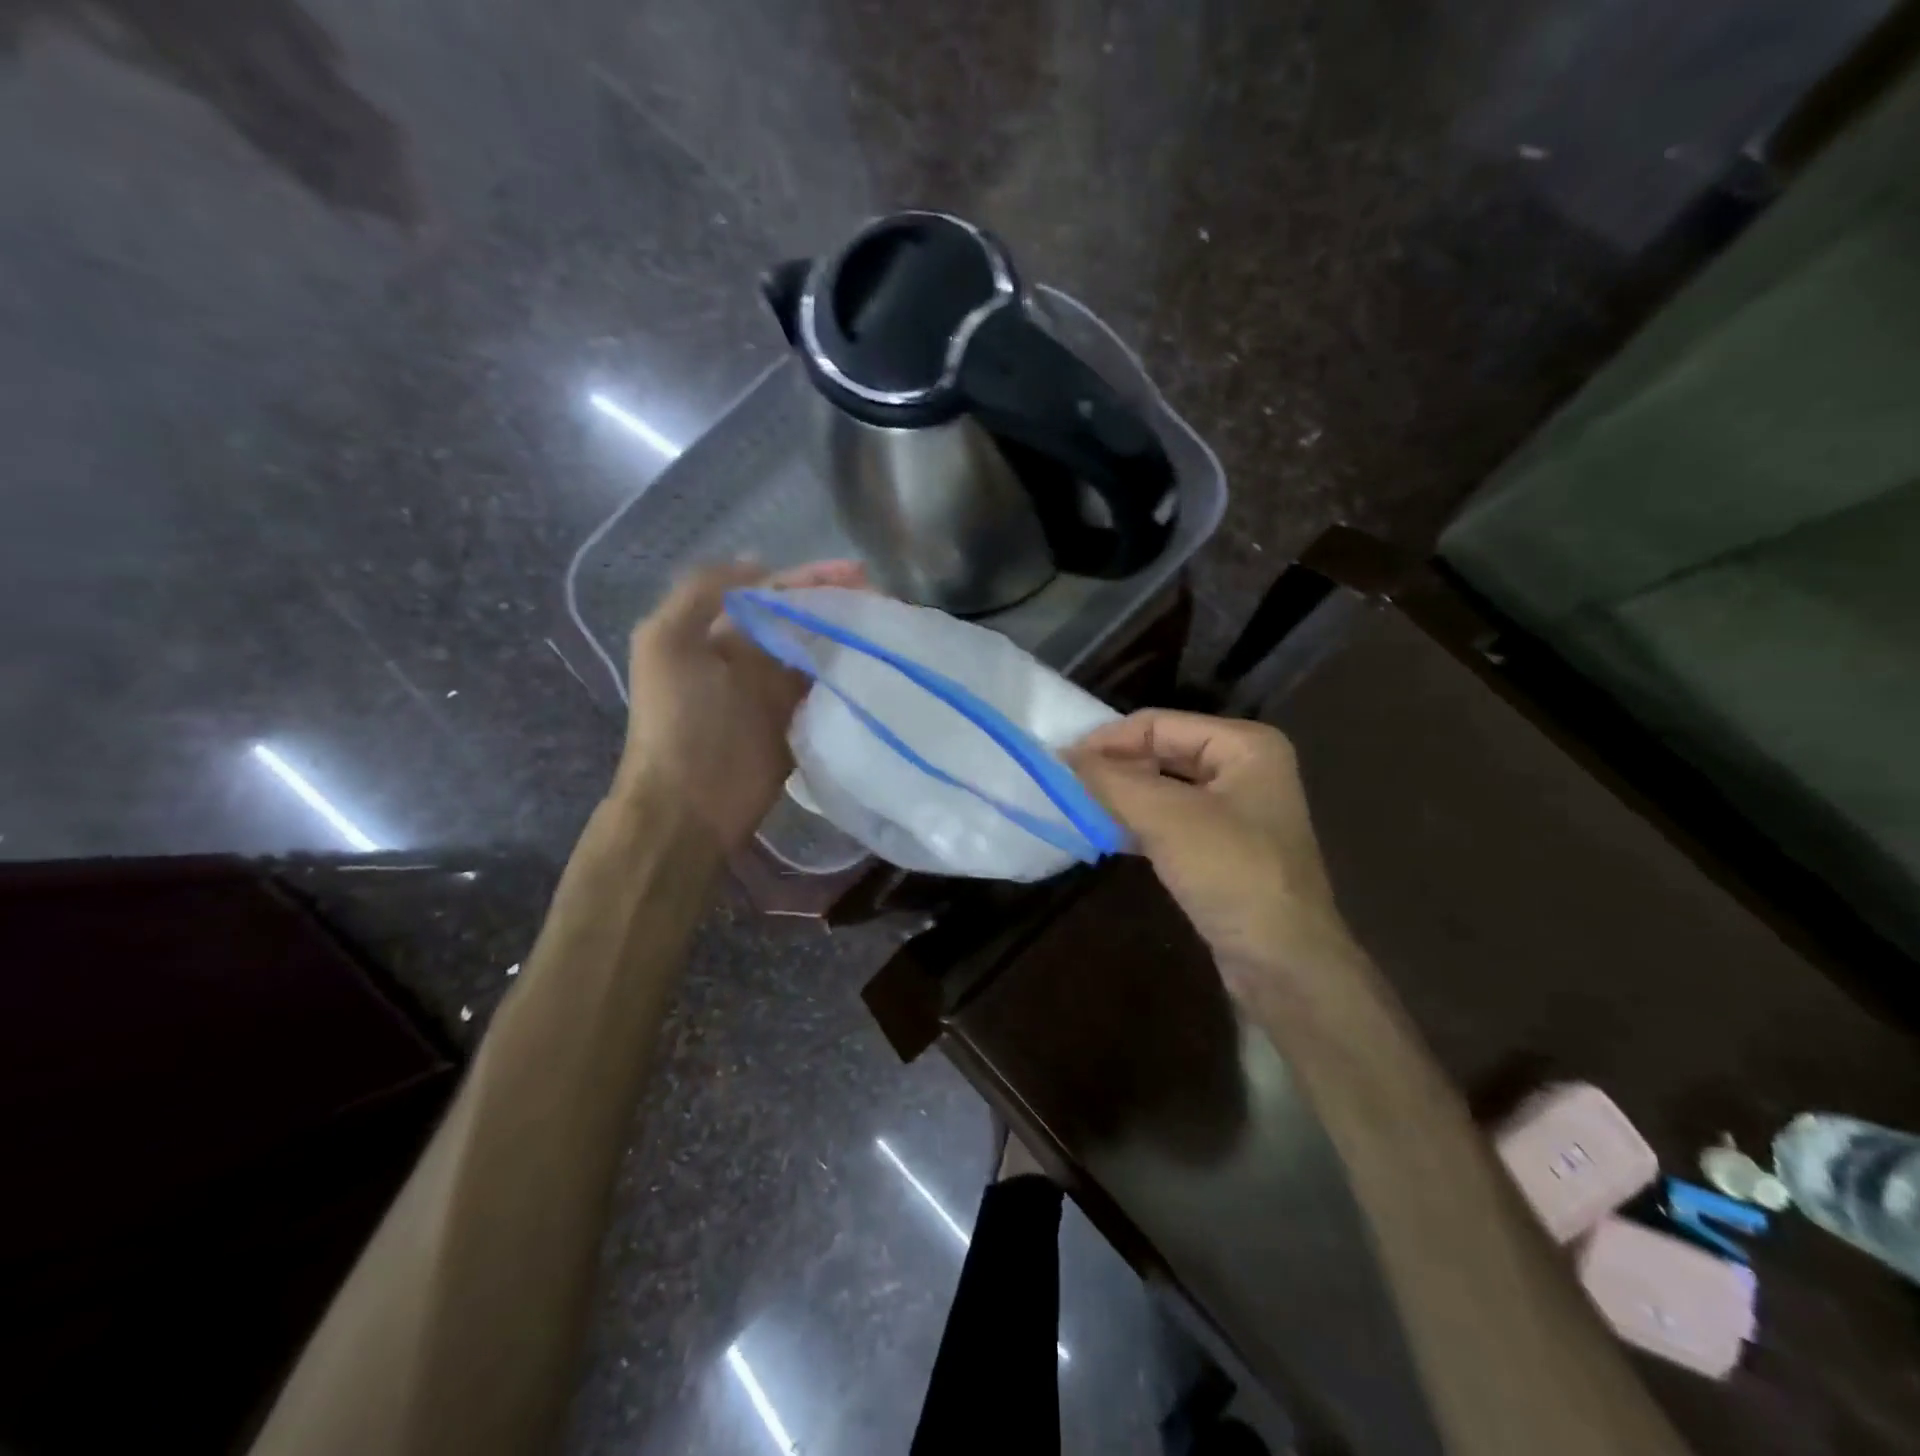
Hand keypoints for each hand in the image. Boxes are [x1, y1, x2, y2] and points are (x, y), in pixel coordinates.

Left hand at [615, 558, 866, 846]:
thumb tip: (759, 565)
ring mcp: (778, 693)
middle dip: (840, 604)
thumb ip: (701, 592)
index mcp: (720, 634)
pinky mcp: (800, 724)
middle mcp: (751, 658)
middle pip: (803, 620)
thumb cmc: (678, 720)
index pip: (772, 593)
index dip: (811, 578)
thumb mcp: (665, 643)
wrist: (689, 803)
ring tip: (890, 626)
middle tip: (883, 598)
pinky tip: (879, 663)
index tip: (857, 572)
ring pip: (821, 652)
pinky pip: (829, 691)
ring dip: (852, 637)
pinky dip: (851, 676)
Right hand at [1069, 710, 1362, 999]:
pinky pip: (1171, 821)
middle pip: (1162, 752)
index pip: (1159, 724)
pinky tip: (1104, 834)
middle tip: (1065, 785)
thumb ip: (1113, 780)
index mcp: (1245, 745)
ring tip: (1076, 807)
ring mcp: (1236, 811)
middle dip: (1115, 768)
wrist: (1284, 964)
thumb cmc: (1233, 874)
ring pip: (1163, 788)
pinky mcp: (1224, 848)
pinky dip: (1138, 823)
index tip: (1060, 764)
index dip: (1108, 741)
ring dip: (1122, 797)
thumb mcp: (1168, 818)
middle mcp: (1244, 768)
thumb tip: (1064, 756)